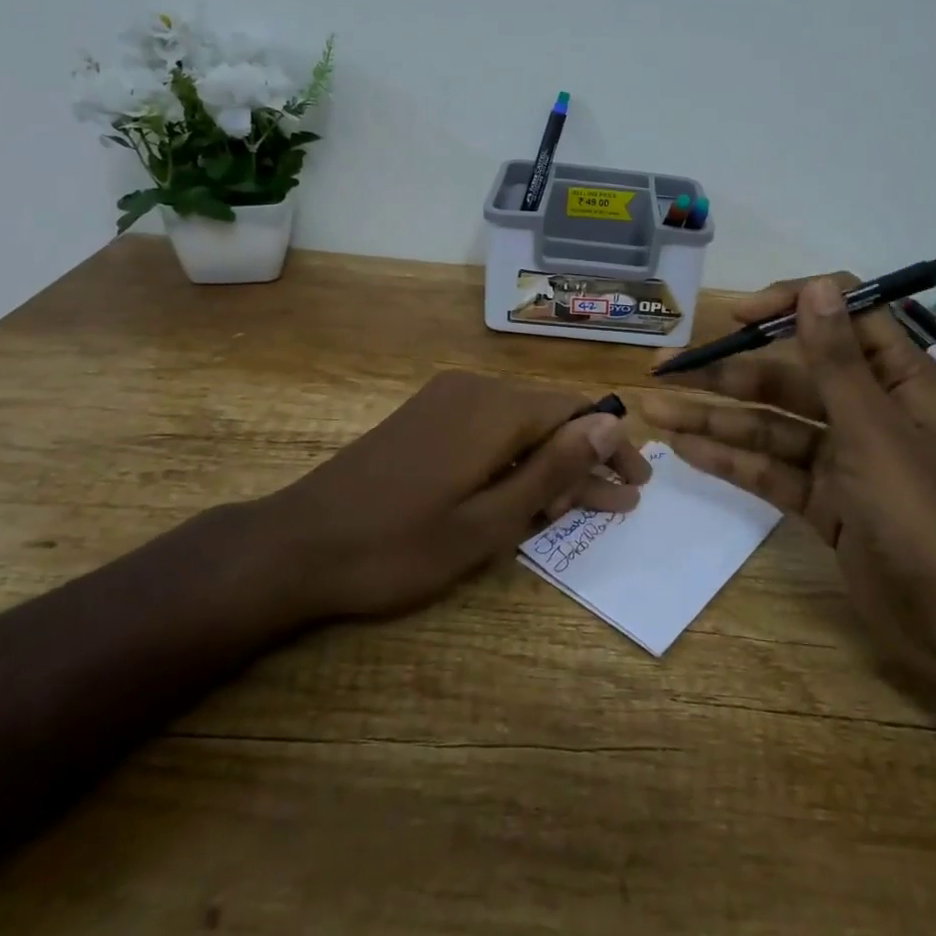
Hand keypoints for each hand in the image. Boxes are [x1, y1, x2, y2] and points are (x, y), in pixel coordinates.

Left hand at [262, 370, 649, 621]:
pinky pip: (487, 429)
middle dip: (584, 460)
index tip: (638, 484)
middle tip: (617, 505)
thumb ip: (553, 469)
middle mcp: (474, 389)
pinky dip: (514, 460)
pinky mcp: (425, 417)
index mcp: (495, 408)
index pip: (577, 412)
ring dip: (550, 464)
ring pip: (520, 425)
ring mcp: (445, 400)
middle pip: (549, 416)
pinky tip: (523, 496)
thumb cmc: (398, 546)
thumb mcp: (488, 521)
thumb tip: (610, 424)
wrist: (297, 545)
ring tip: (576, 508)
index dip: (613, 446)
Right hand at [642, 276, 935, 702]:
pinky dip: (729, 458)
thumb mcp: (872, 428)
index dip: (789, 305)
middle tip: (666, 367)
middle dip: (727, 370)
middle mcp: (863, 408)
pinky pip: (768, 468)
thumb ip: (836, 359)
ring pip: (768, 423)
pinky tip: (683, 449)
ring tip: (654, 409)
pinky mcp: (821, 499)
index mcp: (892, 378)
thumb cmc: (921, 512)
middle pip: (787, 374)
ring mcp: (839, 456)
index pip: (840, 316)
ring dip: (714, 416)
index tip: (739, 316)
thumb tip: (817, 285)